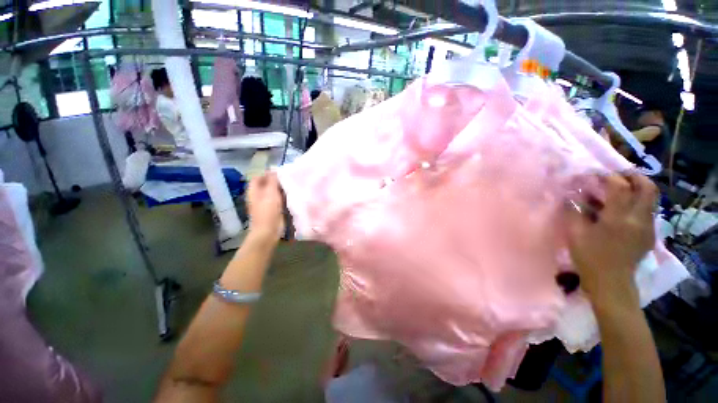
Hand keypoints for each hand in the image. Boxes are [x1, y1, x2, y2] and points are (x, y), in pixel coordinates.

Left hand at [246, 172, 284, 242]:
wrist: (268, 230)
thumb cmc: (268, 210)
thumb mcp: (271, 192)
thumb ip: (272, 180)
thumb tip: (274, 170)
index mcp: (254, 191)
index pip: (258, 177)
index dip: (267, 174)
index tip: (280, 173)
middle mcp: (258, 196)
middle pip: (266, 184)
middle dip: (276, 181)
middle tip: (288, 179)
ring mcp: (265, 204)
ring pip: (273, 192)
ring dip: (280, 189)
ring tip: (291, 186)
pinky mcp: (272, 210)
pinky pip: (278, 200)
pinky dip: (283, 197)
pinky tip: (291, 196)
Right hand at [566, 172, 657, 307]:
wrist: (611, 283)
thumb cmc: (590, 258)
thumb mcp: (575, 233)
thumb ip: (573, 211)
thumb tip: (570, 195)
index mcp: (620, 218)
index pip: (620, 186)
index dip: (607, 176)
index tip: (594, 175)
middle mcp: (639, 219)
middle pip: (647, 187)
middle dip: (633, 176)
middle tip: (617, 176)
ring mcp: (648, 227)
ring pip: (651, 198)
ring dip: (637, 189)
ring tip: (619, 190)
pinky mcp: (649, 234)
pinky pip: (647, 211)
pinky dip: (637, 203)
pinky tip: (622, 210)